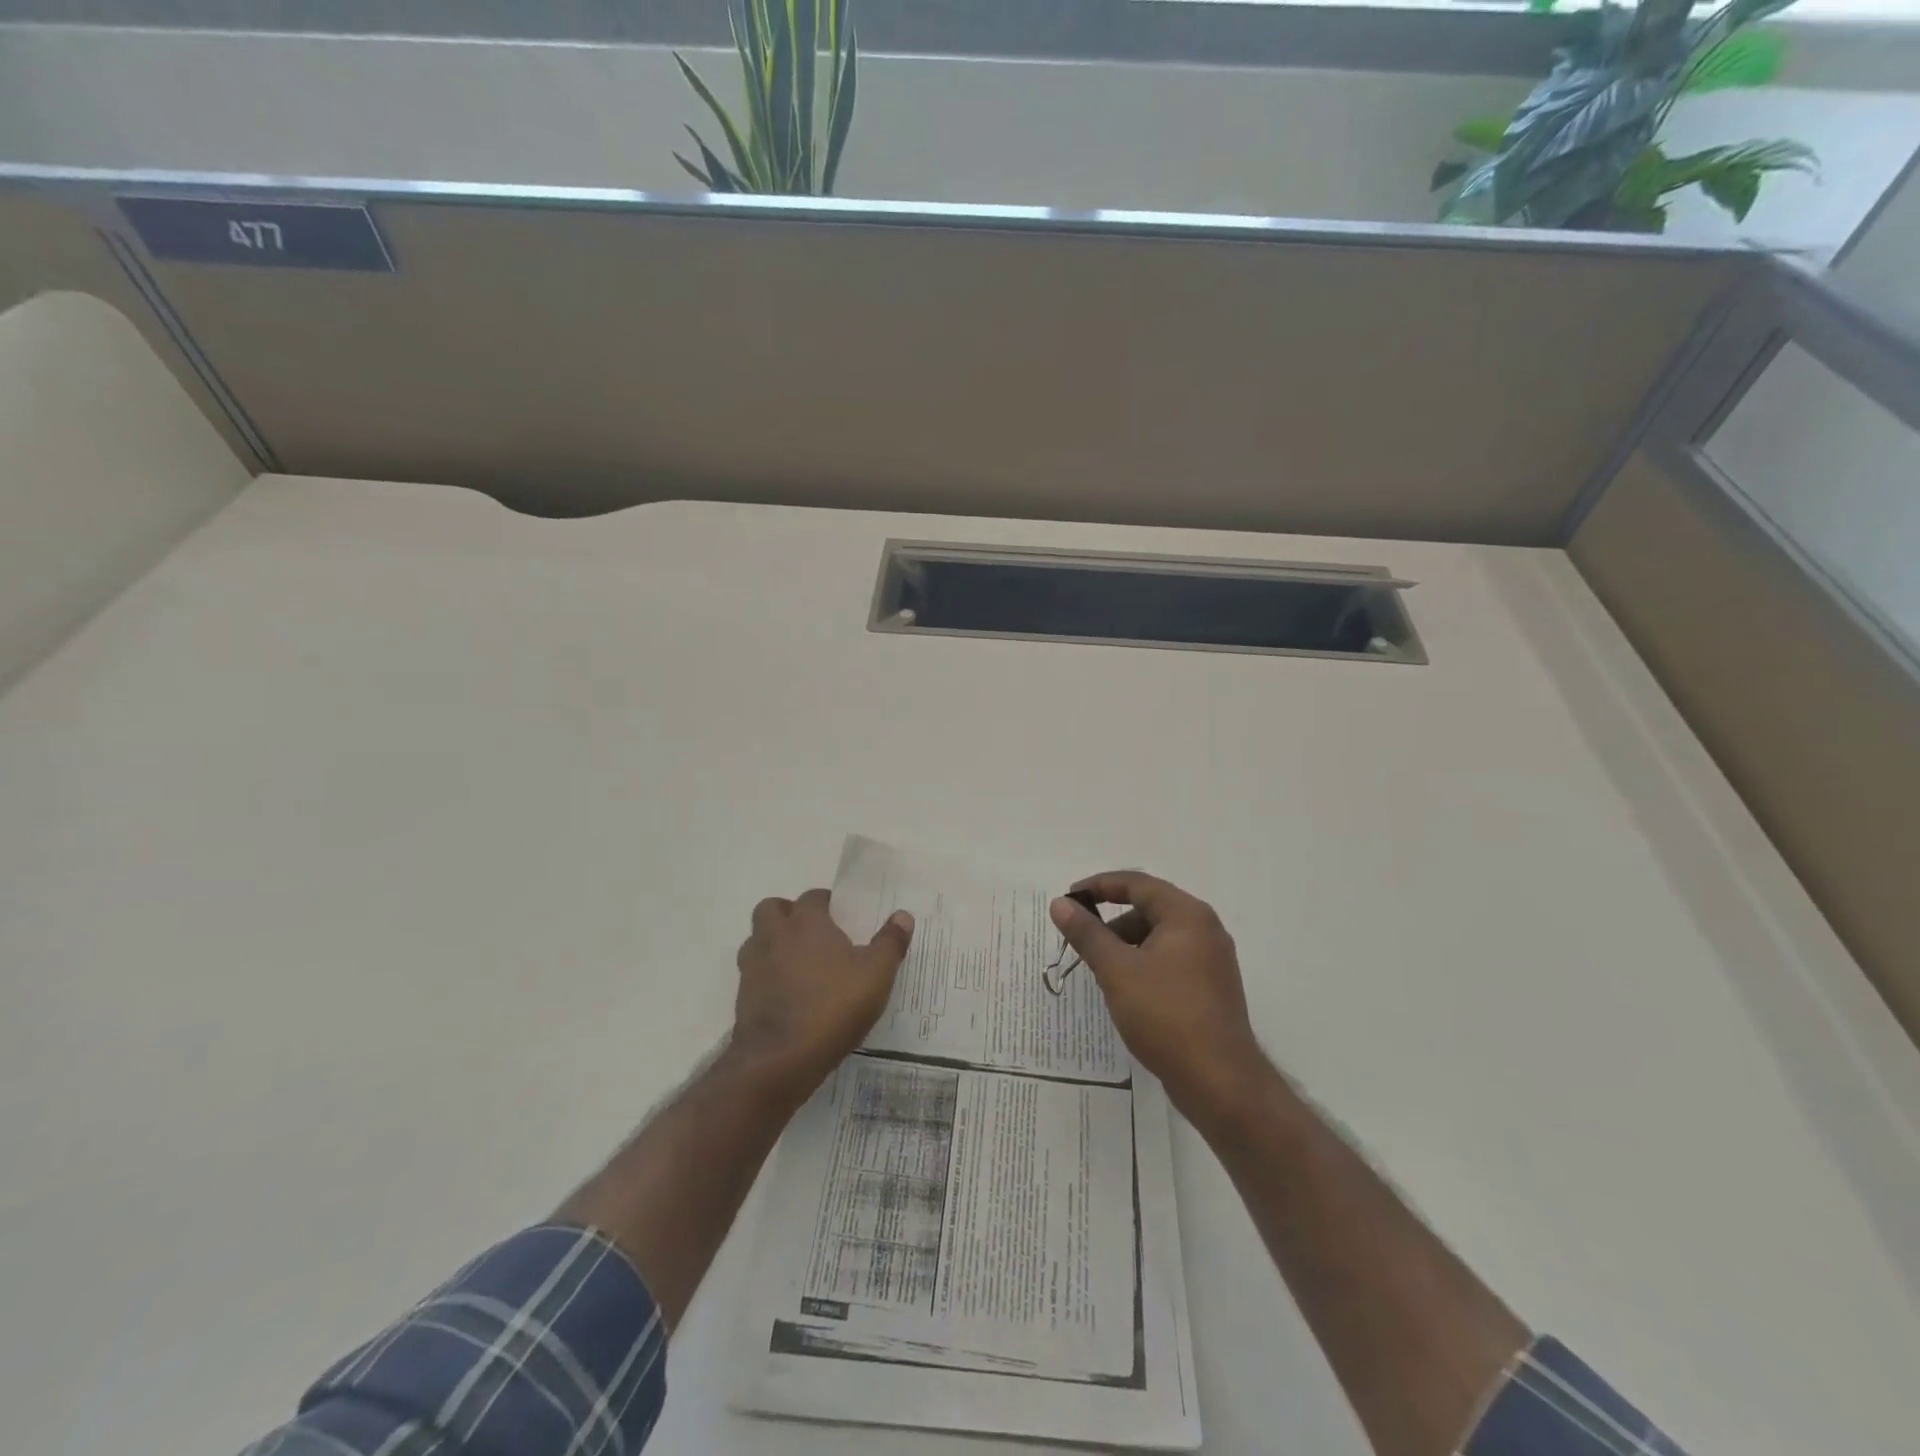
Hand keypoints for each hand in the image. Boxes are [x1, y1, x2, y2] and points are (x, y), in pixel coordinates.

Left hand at [731, 888, 913, 1101]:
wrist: (780, 1059)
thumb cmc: (833, 1006)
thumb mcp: (876, 974)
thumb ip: (890, 942)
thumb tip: (903, 915)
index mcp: (806, 922)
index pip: (813, 897)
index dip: (827, 904)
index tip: (842, 918)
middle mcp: (774, 935)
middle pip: (773, 909)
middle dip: (789, 915)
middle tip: (814, 935)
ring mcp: (753, 965)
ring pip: (758, 940)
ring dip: (774, 944)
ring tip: (800, 965)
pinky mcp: (742, 996)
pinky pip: (754, 974)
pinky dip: (768, 977)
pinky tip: (789, 996)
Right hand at [1051, 871, 1267, 1124]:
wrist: (1220, 1082)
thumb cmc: (1166, 1016)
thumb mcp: (1117, 971)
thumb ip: (1087, 933)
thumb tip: (1060, 904)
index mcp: (1187, 915)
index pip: (1137, 884)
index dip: (1099, 886)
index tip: (1069, 899)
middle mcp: (1205, 929)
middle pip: (1150, 908)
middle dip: (1112, 921)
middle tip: (1082, 940)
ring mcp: (1212, 960)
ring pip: (1160, 937)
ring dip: (1127, 944)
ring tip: (1102, 971)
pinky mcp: (1212, 988)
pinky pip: (1171, 960)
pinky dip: (1145, 963)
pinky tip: (1127, 990)